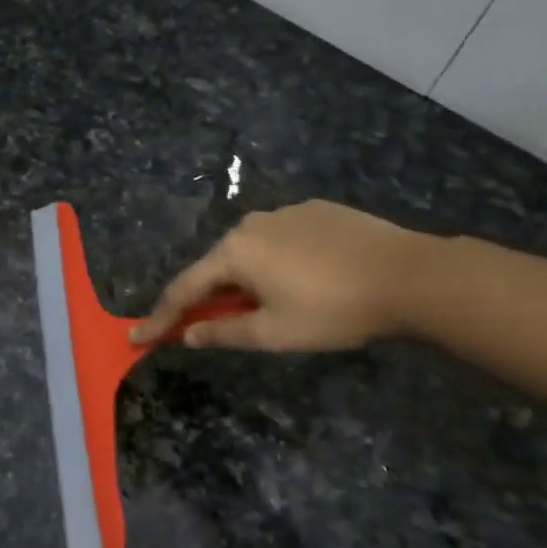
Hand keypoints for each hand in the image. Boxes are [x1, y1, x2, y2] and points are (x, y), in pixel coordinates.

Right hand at [132, 200, 430, 351]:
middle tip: (203, 326)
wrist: (409, 274)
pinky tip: (301, 279)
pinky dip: (276, 262)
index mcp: (234, 252)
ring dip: (244, 278)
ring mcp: (286, 212)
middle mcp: (252, 224)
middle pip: (216, 267)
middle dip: (206, 297)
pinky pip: (282, 239)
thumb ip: (224, 333)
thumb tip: (189, 335)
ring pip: (251, 251)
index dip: (160, 318)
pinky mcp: (318, 210)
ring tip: (263, 305)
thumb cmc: (332, 309)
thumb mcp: (274, 333)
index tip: (137, 337)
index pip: (184, 290)